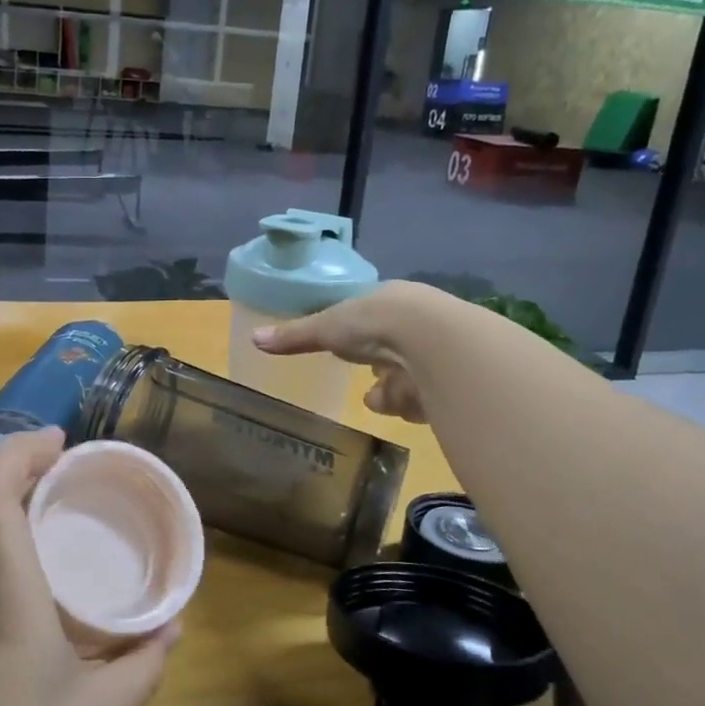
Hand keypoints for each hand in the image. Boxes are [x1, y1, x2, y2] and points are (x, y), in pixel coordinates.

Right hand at [253, 281, 449, 422]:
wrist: (433, 341)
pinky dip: (409, 404)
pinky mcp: (450, 383)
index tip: (351, 346)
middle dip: (378, 368)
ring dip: (391, 392)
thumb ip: (295, 336)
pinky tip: (407, 403)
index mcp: (390, 301)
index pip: (373, 319)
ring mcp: (436, 353)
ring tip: (383, 397)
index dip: (360, 334)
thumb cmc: (374, 322)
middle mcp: (417, 323)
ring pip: (405, 379)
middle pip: (390, 351)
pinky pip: (423, 399)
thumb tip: (253, 338)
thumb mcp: (327, 326)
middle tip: (368, 379)